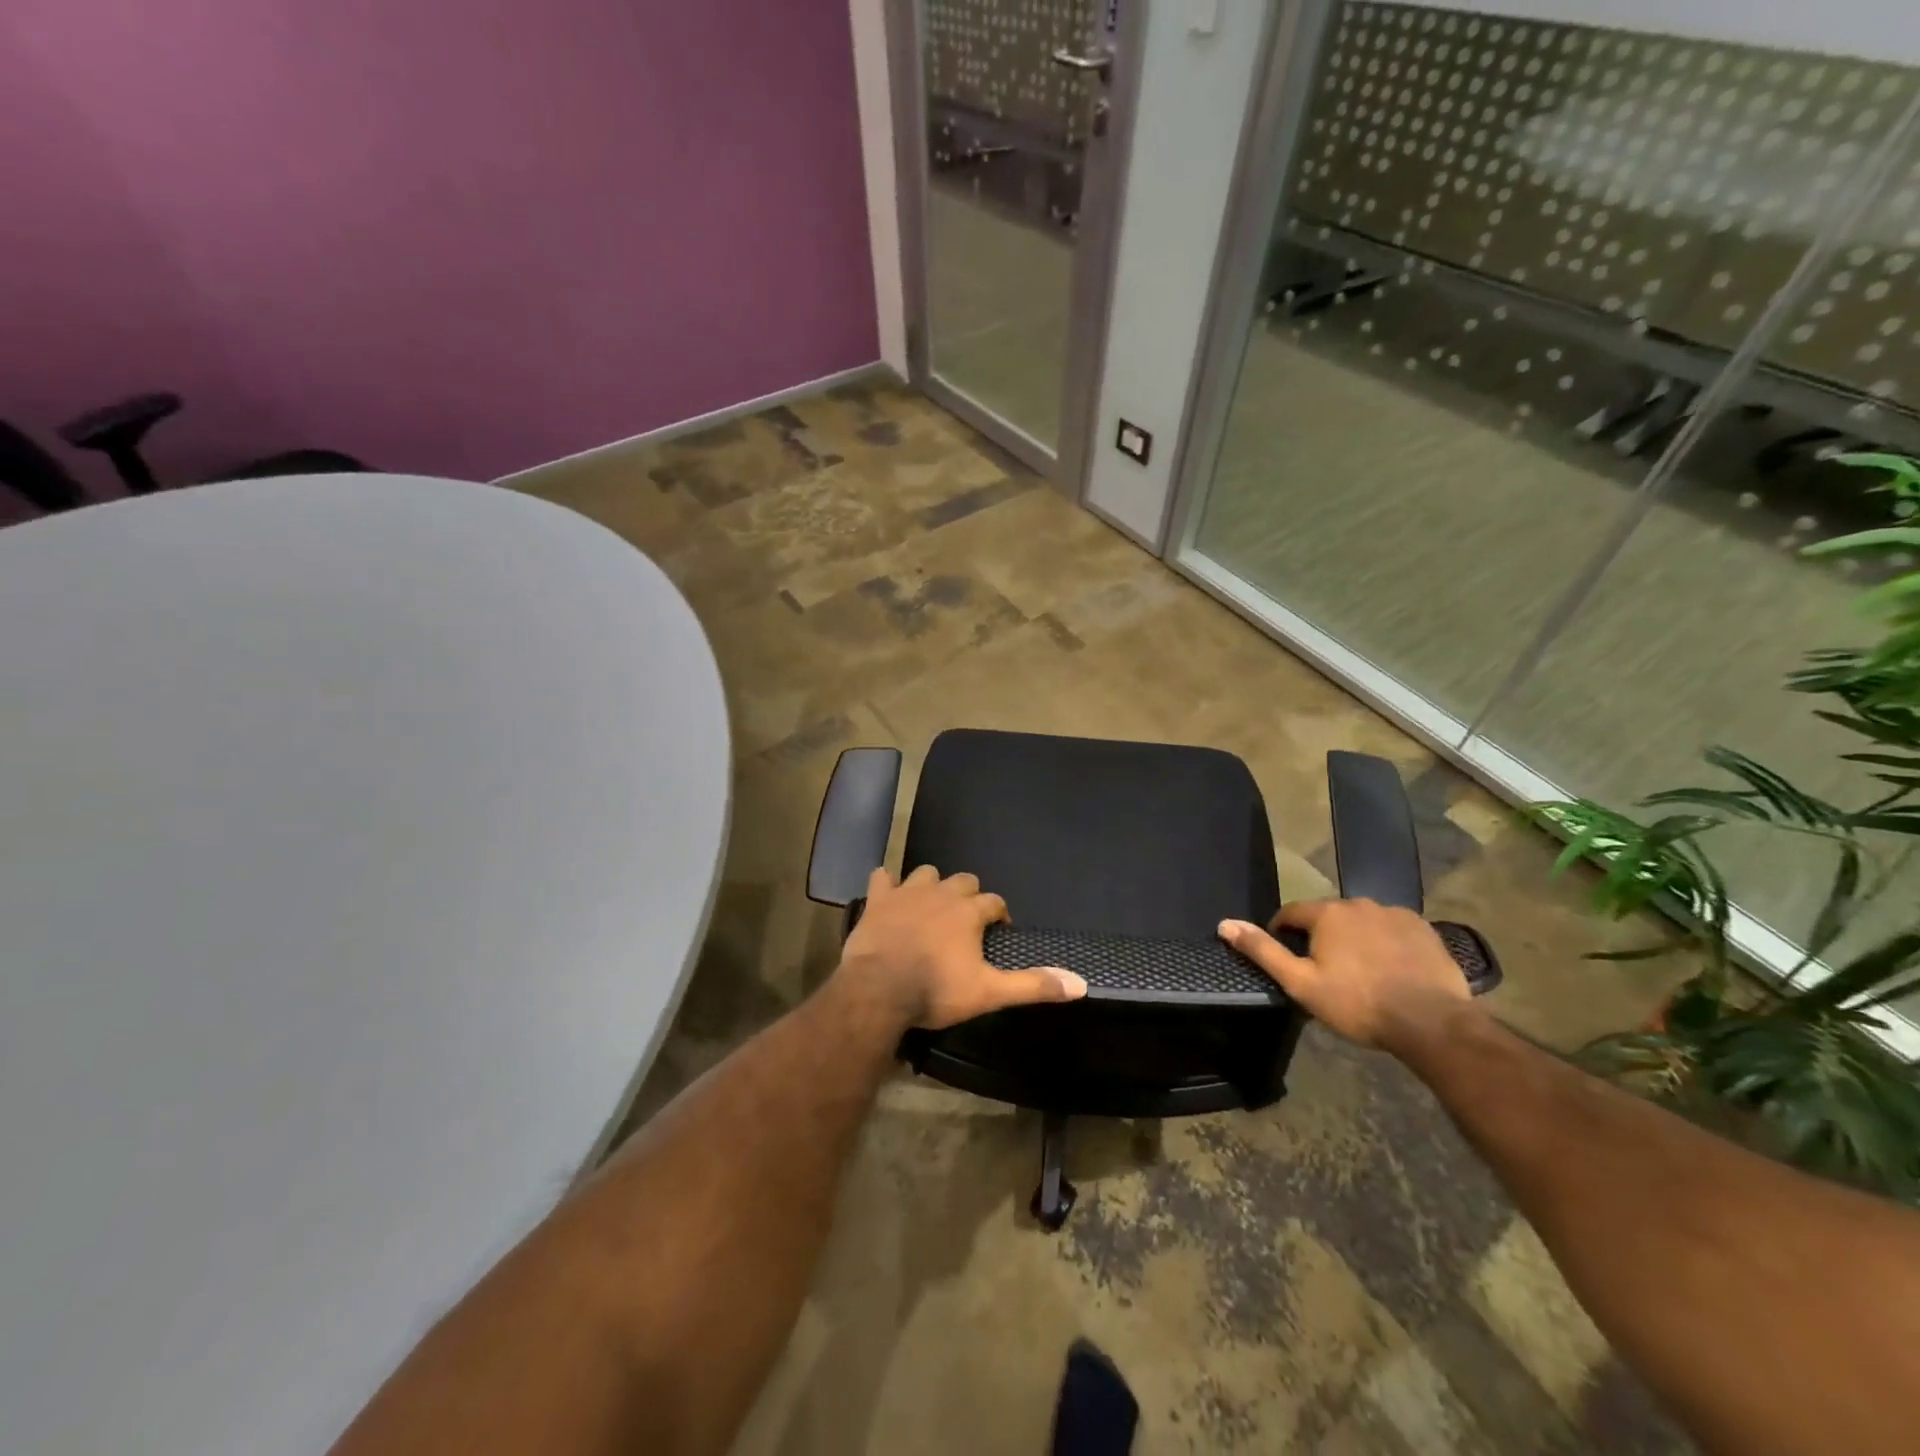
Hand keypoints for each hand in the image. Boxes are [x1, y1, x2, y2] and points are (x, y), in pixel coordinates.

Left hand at [837, 866, 1087, 1029]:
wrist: (878, 990)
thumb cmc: (935, 990)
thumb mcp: (989, 993)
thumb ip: (1032, 985)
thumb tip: (1081, 984)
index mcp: (969, 912)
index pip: (994, 902)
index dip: (998, 915)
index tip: (997, 932)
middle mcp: (942, 893)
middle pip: (964, 881)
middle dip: (969, 895)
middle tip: (965, 921)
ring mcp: (907, 892)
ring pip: (926, 873)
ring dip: (932, 885)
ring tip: (930, 907)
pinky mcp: (878, 899)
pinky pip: (882, 877)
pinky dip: (888, 884)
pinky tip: (889, 897)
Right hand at [1218, 898, 1474, 1052]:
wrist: (1433, 1023)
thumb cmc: (1358, 1004)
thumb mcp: (1301, 983)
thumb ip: (1263, 951)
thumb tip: (1225, 924)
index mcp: (1327, 913)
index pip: (1291, 913)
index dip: (1282, 933)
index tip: (1286, 958)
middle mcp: (1359, 903)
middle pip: (1328, 916)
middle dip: (1321, 937)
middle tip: (1324, 971)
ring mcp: (1395, 914)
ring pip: (1361, 922)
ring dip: (1354, 939)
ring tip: (1359, 973)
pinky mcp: (1424, 929)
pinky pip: (1393, 930)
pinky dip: (1385, 943)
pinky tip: (1391, 970)